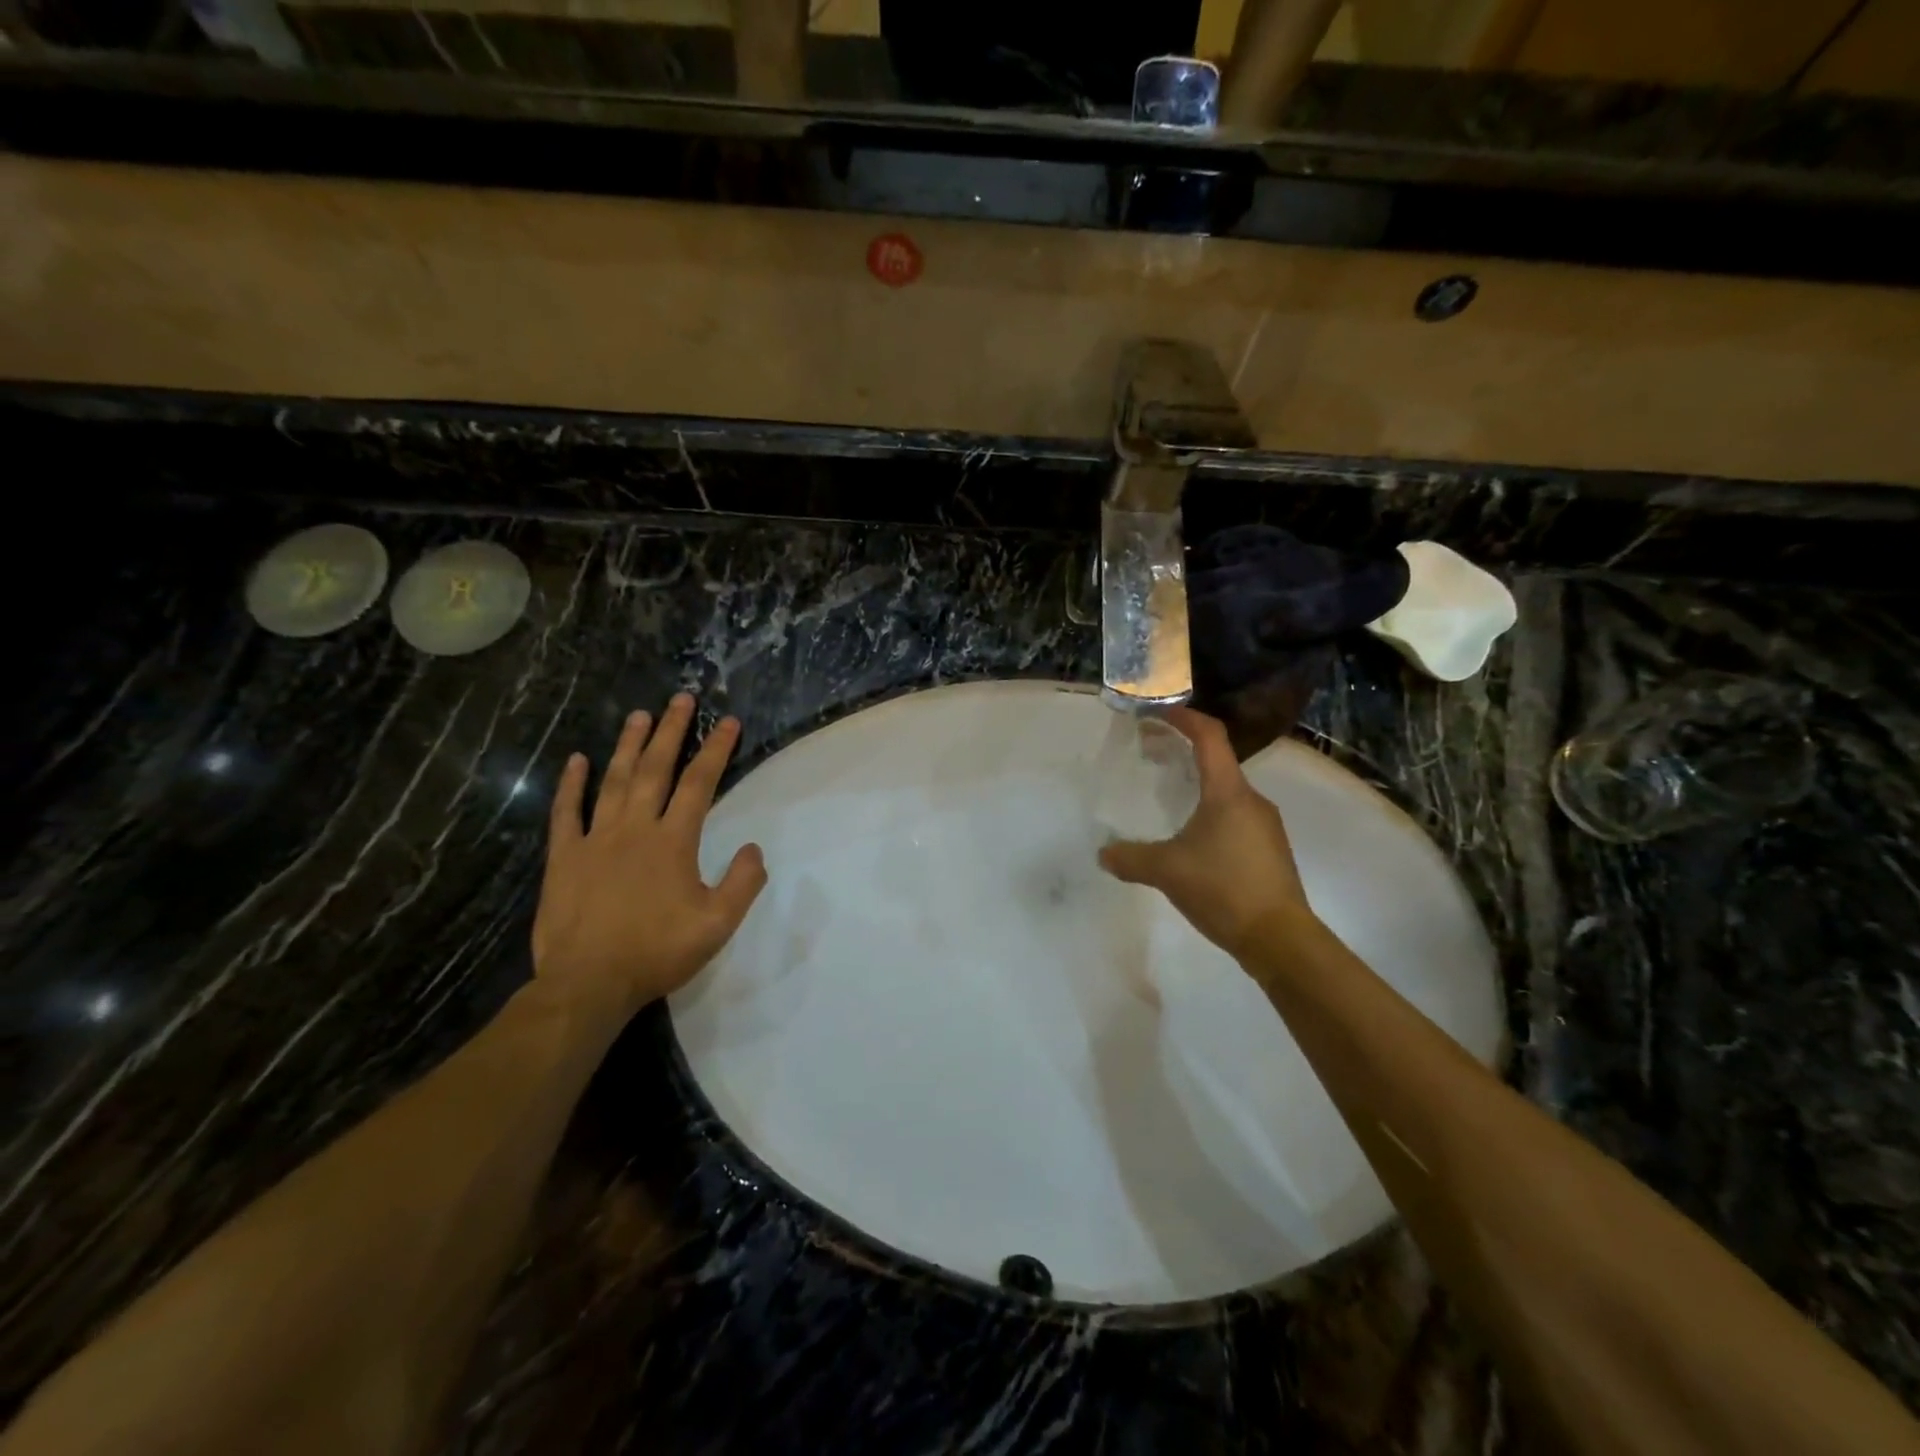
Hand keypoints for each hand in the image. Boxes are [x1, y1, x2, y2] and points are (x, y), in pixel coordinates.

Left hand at [532, 694, 766, 1017]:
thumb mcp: (718, 925)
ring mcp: (596, 839)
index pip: (699, 783)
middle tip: (679, 699)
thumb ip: (743, 883)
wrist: (589, 983)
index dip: (715, 750)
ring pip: (614, 781)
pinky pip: (567, 812)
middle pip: (655, 769)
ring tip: (638, 714)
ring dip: (628, 745)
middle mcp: (635, 828)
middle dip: (670, 731)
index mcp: (673, 841)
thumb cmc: (657, 952)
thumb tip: (754, 847)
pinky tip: (576, 760)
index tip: (726, 721)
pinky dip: (571, 784)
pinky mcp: (565, 857)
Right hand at [1098, 706, 1313, 959]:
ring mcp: (1265, 825)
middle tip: (1152, 754)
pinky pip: (1236, 816)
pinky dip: (1211, 811)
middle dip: (1184, 751)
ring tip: (1168, 796)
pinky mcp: (1269, 849)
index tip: (1158, 714)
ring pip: (1227, 791)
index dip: (1184, 718)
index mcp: (1229, 792)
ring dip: (1198, 784)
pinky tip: (1193, 838)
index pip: (1210, 736)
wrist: (1279, 938)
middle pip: (1218, 761)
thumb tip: (1103, 853)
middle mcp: (1252, 800)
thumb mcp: (1166, 871)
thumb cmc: (1223, 889)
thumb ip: (1130, 858)